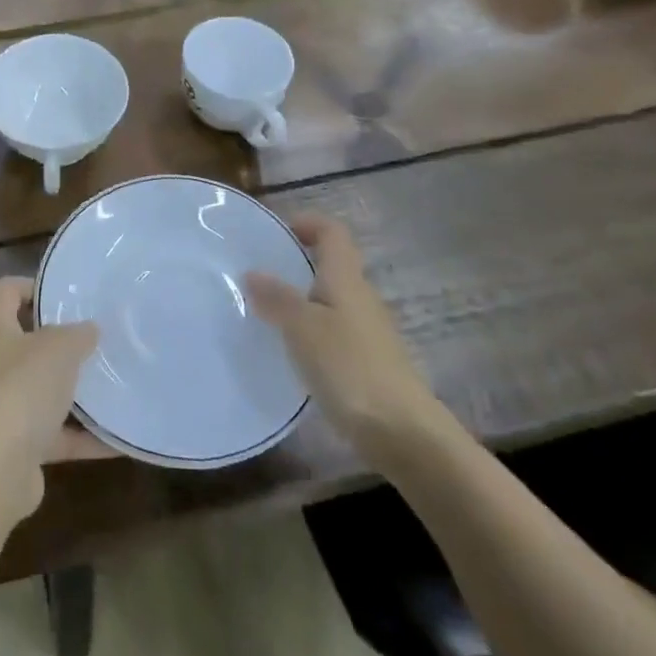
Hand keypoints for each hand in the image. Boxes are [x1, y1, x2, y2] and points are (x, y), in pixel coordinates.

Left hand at [0, 278, 105, 526]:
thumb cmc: (23, 388)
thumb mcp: (60, 348)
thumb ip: (78, 333)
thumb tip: (89, 330)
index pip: (8, 290)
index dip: (37, 286)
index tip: (71, 295)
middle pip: (29, 340)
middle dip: (64, 340)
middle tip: (101, 335)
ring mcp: (4, 404)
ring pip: (44, 388)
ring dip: (76, 389)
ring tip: (115, 379)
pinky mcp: (19, 444)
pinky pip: (57, 433)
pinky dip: (85, 436)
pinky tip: (119, 436)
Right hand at [247, 214, 453, 469]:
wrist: (404, 433)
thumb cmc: (350, 368)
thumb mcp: (303, 328)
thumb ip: (277, 298)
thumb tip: (252, 272)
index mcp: (345, 278)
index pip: (332, 232)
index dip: (308, 222)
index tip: (277, 232)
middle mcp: (360, 297)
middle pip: (332, 265)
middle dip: (297, 264)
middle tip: (259, 274)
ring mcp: (368, 332)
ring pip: (332, 300)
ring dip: (302, 300)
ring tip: (267, 313)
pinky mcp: (369, 363)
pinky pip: (334, 331)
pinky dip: (312, 331)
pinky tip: (291, 352)